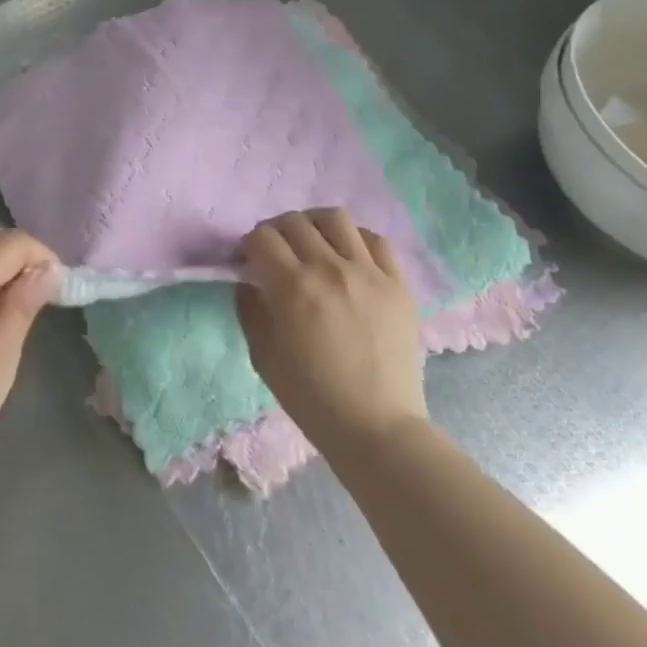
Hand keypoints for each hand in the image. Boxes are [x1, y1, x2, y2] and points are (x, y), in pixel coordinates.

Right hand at [236, 208, 427, 454]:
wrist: (377, 428)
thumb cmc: (312, 397)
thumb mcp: (263, 355)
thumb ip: (250, 309)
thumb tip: (249, 281)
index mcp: (293, 287)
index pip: (263, 237)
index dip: (250, 245)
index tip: (251, 261)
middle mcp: (330, 269)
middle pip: (295, 222)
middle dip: (277, 231)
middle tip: (278, 252)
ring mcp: (369, 273)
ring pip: (336, 218)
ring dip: (315, 225)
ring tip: (314, 244)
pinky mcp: (398, 284)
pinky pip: (376, 240)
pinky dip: (356, 239)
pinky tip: (349, 256)